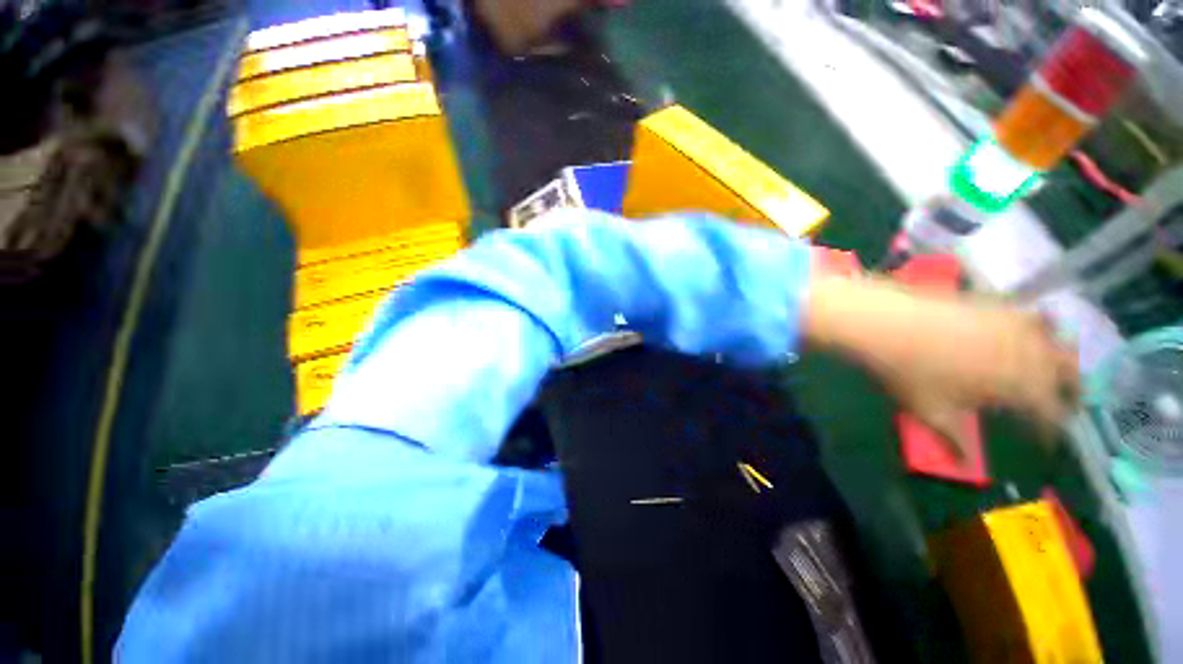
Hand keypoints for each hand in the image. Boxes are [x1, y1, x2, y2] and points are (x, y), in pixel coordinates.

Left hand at [806, 275, 1079, 457]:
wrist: (882, 322)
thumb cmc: (906, 371)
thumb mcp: (929, 412)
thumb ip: (953, 439)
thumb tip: (964, 464)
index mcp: (1018, 385)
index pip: (1050, 412)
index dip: (1052, 429)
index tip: (1049, 440)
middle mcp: (1028, 351)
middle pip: (1067, 370)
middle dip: (1072, 388)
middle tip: (1066, 401)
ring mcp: (1012, 321)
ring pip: (1057, 339)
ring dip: (1061, 355)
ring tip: (1052, 368)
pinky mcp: (992, 301)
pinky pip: (1029, 314)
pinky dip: (1038, 326)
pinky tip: (1023, 333)